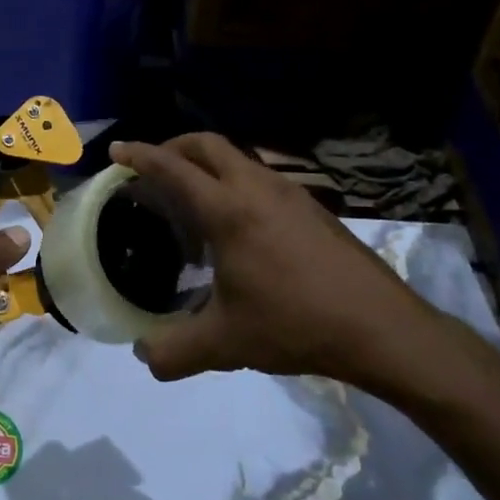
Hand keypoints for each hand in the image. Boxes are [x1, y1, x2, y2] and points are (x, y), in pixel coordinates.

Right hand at [107, 135, 457, 396]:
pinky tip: (237, 226)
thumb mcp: (225, 344)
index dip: (140, 155)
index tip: (117, 150)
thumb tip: (141, 355)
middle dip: (172, 147)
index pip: (173, 168)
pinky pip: (260, 176)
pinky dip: (234, 182)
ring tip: (191, 199)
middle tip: (151, 167)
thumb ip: (173, 351)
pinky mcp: (313, 206)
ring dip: (206, 164)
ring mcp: (291, 193)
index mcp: (228, 211)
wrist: (383, 329)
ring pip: (238, 158)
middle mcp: (257, 188)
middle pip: (207, 145)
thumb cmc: (296, 325)